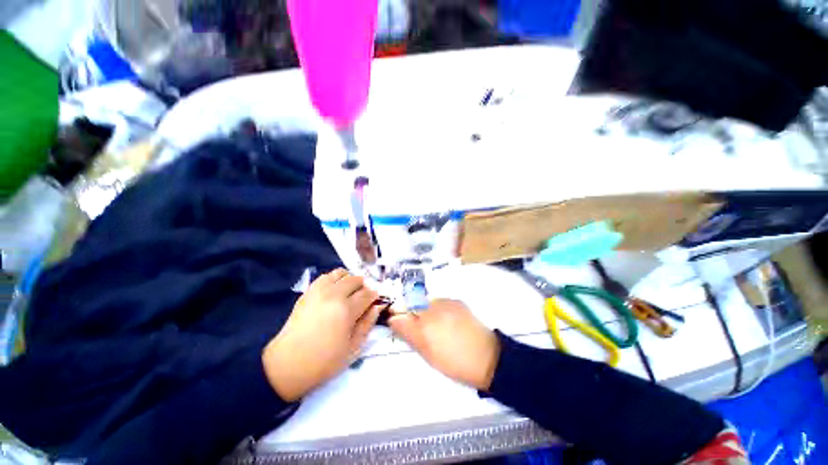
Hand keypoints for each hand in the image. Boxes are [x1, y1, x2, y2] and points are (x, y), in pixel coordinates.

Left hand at [262, 269, 379, 400]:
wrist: (287, 364)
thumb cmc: (324, 361)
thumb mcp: (353, 348)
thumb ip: (368, 323)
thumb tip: (377, 306)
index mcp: (347, 310)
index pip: (368, 294)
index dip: (374, 297)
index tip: (375, 302)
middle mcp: (334, 295)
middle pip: (356, 279)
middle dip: (363, 287)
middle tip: (362, 299)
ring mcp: (319, 291)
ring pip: (341, 273)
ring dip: (349, 280)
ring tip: (349, 293)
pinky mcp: (308, 292)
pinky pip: (325, 276)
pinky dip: (334, 279)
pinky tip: (334, 291)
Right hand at [389, 299, 499, 390]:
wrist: (486, 356)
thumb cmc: (454, 363)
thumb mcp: (428, 355)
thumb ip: (410, 336)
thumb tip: (395, 322)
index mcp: (423, 328)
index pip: (400, 317)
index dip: (397, 319)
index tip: (397, 323)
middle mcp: (432, 310)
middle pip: (411, 305)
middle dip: (411, 314)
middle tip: (420, 328)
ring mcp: (445, 303)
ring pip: (426, 302)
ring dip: (425, 310)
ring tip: (437, 325)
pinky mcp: (456, 301)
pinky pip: (440, 302)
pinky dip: (438, 309)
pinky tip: (447, 320)